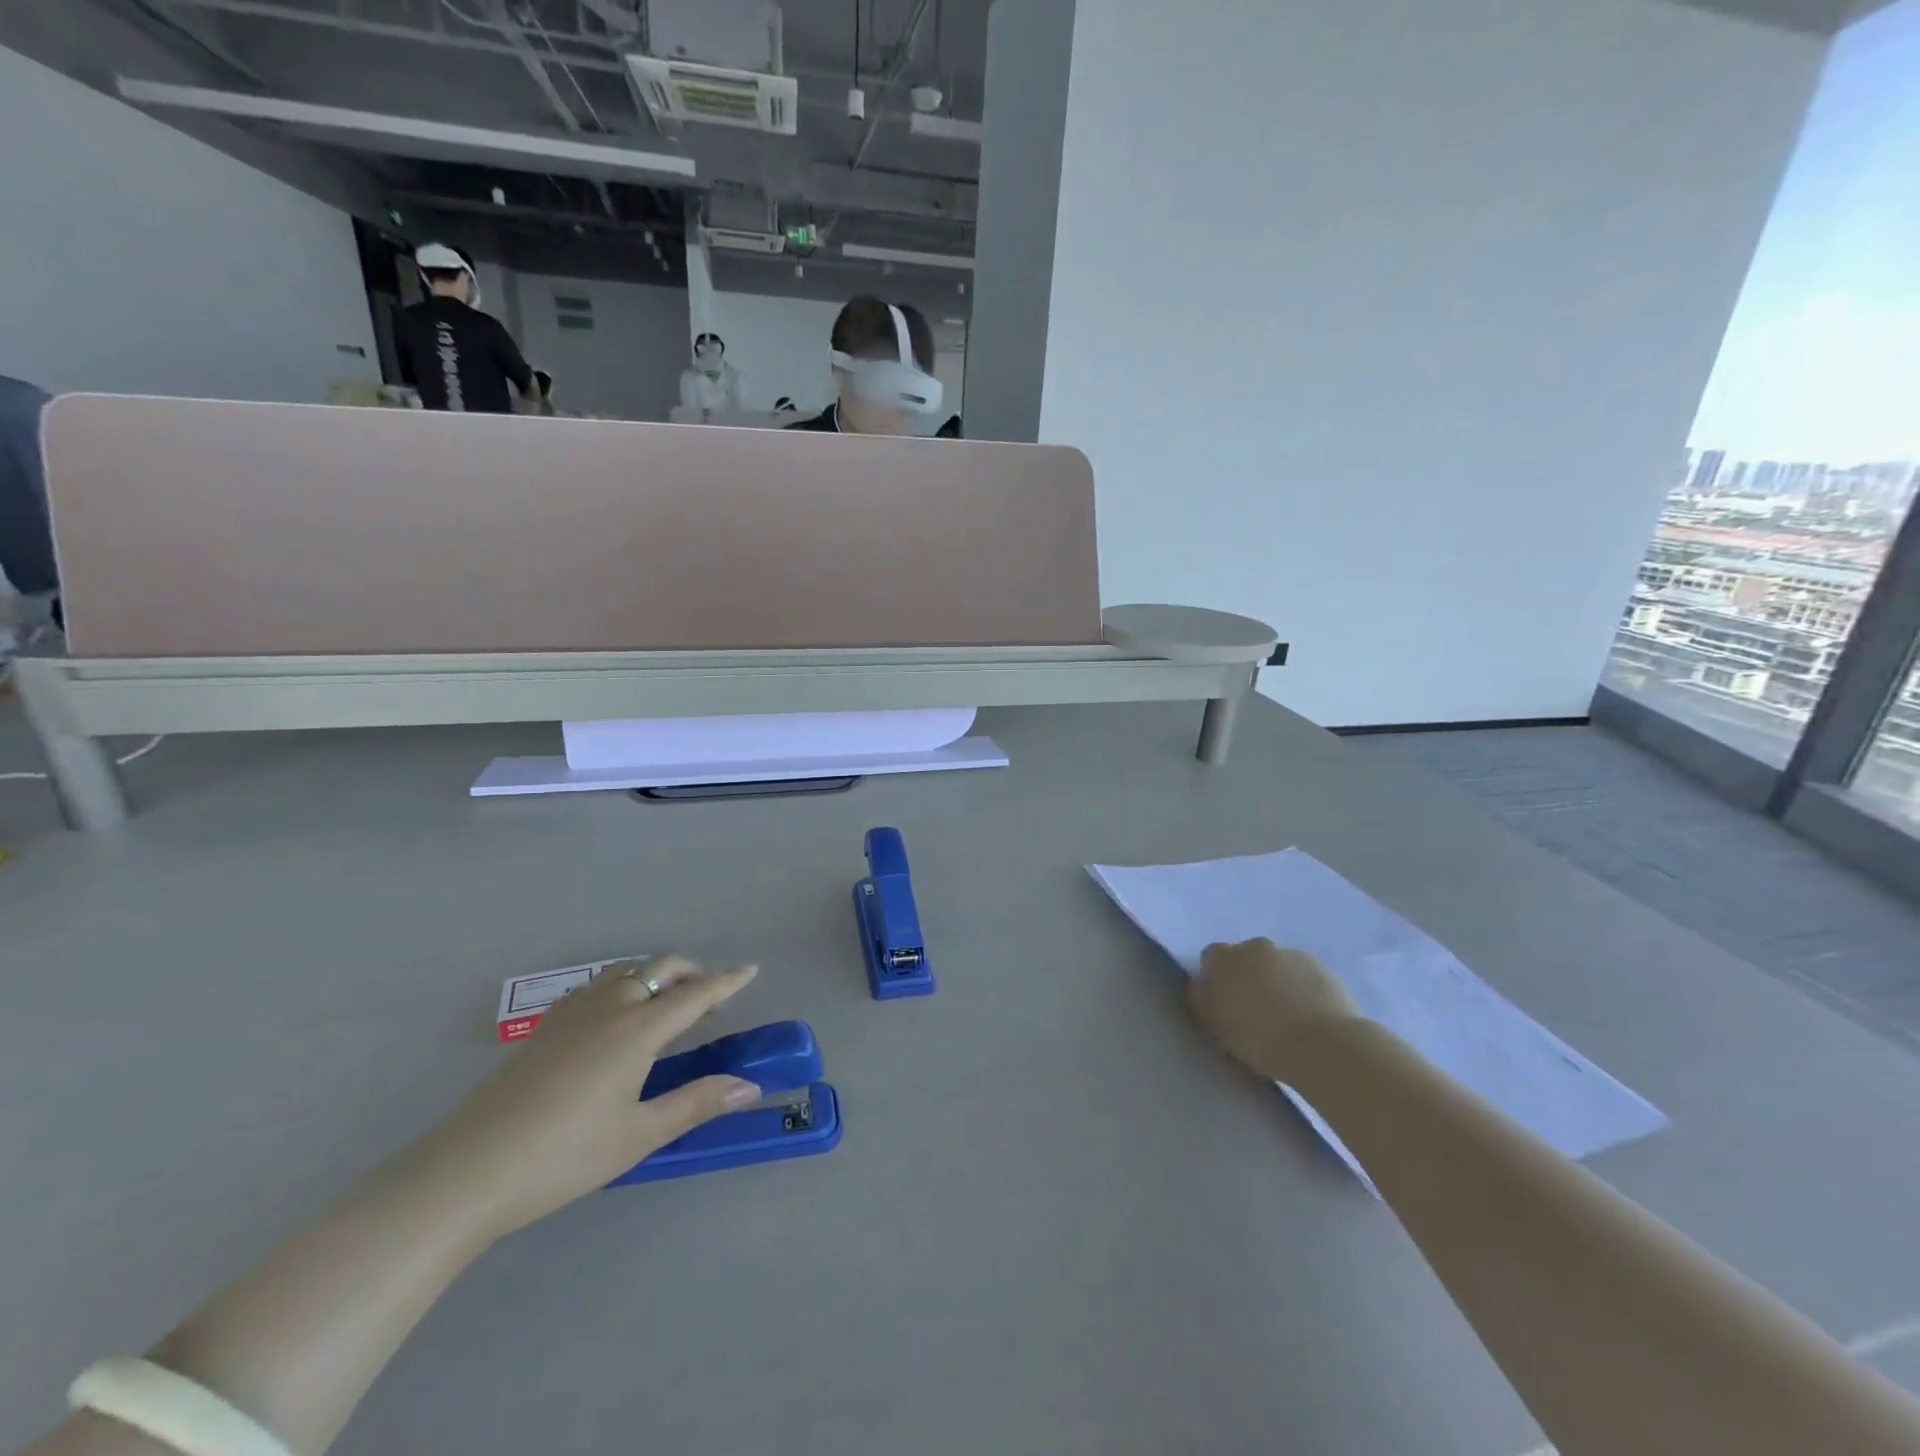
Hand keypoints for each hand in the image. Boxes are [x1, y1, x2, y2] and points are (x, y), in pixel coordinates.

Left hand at [419, 956, 762, 1238]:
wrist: (469, 1169)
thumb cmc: (565, 1155)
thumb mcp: (639, 1134)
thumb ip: (696, 1103)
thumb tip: (749, 1087)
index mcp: (639, 1029)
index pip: (695, 993)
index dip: (727, 981)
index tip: (751, 969)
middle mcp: (611, 1007)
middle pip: (661, 968)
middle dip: (693, 972)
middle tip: (712, 995)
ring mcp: (573, 1012)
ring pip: (627, 971)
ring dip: (657, 974)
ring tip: (668, 1002)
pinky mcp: (546, 1026)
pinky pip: (598, 985)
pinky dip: (624, 984)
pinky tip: (617, 1016)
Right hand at [1187, 939, 1358, 1081]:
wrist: (1322, 1045)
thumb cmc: (1259, 1038)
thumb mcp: (1214, 1024)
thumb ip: (1201, 999)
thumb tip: (1200, 984)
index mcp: (1225, 958)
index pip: (1211, 957)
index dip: (1216, 978)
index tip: (1223, 1003)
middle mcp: (1256, 947)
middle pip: (1245, 957)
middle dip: (1247, 976)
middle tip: (1254, 1010)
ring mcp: (1291, 955)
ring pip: (1276, 965)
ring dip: (1276, 981)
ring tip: (1286, 1016)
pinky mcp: (1322, 968)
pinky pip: (1303, 975)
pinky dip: (1302, 989)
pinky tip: (1309, 1016)